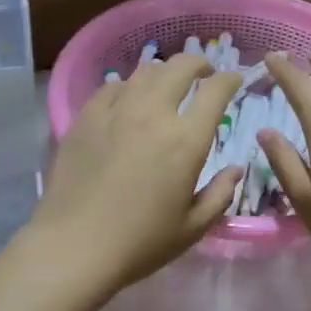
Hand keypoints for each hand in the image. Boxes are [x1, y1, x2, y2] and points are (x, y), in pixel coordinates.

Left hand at [29, 52, 242, 292]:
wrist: (74, 246)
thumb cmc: (140, 243)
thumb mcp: (192, 228)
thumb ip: (220, 194)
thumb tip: (235, 169)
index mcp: (186, 141)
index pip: (215, 91)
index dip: (230, 79)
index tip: (235, 80)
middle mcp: (153, 114)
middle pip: (180, 67)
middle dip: (199, 64)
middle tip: (204, 74)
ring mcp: (115, 111)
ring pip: (145, 72)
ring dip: (164, 74)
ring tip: (166, 86)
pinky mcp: (85, 118)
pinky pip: (111, 87)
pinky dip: (128, 87)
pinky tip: (127, 100)